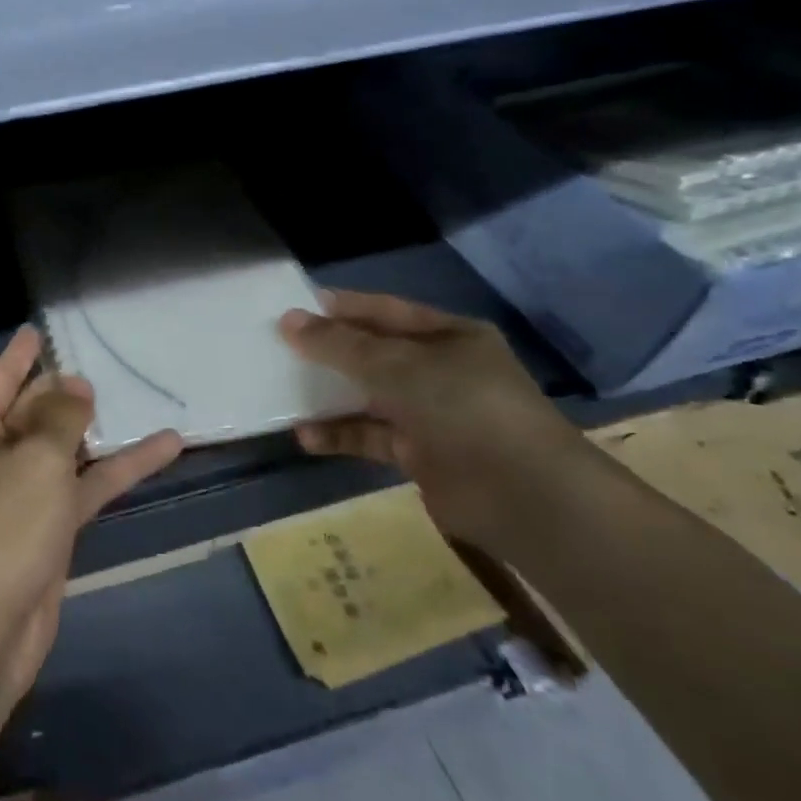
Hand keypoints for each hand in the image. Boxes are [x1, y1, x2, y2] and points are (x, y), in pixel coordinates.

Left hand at [0, 326, 182, 700]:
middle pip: (30, 414)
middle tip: (96, 369)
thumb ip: (60, 419)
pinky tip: (163, 450)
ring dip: (96, 432)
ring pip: (62, 452)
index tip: (37, 330)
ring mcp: (19, 498)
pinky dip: (117, 471)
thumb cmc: (2, 528)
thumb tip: (75, 387)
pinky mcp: (47, 531)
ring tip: (131, 399)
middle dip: (60, 393)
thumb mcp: (35, 460)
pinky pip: (82, 489)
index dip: (19, 355)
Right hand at [278, 290, 590, 554]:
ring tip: (282, 391)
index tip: (296, 306)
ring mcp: (431, 414)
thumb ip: (340, 345)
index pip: (387, 311)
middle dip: (330, 351)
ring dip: (329, 396)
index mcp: (450, 336)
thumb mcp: (396, 366)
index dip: (344, 308)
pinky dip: (340, 436)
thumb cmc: (462, 407)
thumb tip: (288, 320)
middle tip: (280, 346)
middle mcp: (441, 371)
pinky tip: (305, 436)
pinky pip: (370, 436)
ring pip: (368, 397)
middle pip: (374, 354)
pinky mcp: (420, 454)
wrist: (521, 495)